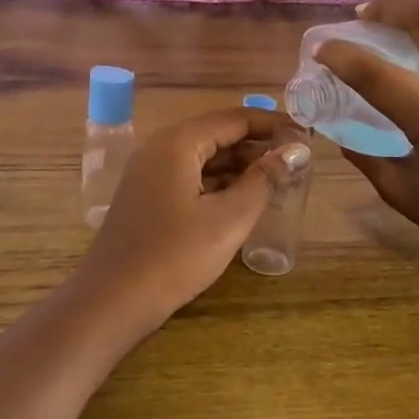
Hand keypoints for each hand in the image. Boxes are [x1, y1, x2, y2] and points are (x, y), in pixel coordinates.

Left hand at [72, 107, 311, 332]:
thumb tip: (295, 150)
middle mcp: (160, 149)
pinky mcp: (147, 197)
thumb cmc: (175, 256)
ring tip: (278, 180)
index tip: (306, 135)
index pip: (234, 118)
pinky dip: (218, 182)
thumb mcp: (228, 219)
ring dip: (239, 165)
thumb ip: (264, 180)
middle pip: (217, 134)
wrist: (112, 300)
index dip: (272, 124)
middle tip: (296, 161)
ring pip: (203, 157)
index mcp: (178, 143)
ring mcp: (149, 173)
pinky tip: (243, 199)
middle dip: (257, 145)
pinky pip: (190, 177)